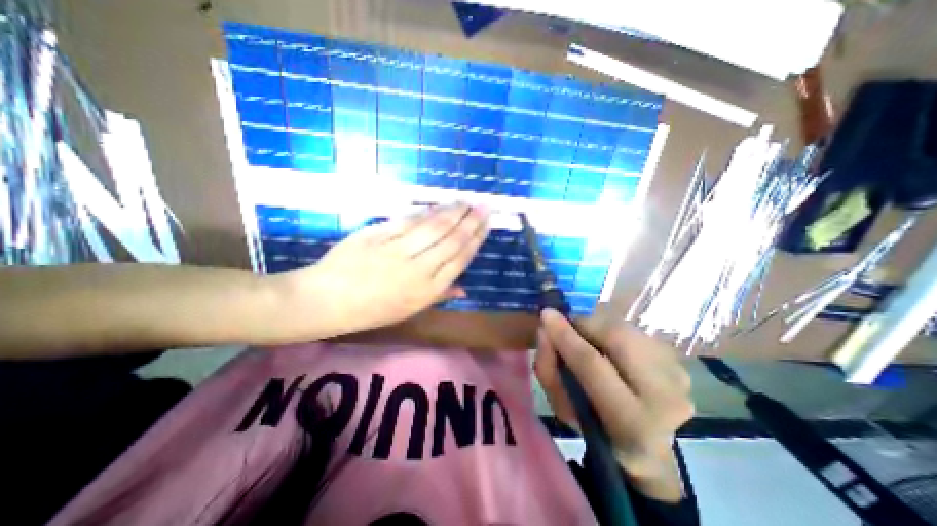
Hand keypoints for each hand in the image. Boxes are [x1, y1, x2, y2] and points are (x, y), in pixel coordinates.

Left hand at [270, 203, 489, 335]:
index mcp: (425, 291)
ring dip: (452, 212)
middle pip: (451, 240)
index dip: (475, 240)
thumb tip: (464, 288)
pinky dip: (426, 212)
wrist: (325, 301)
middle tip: (483, 206)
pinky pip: (408, 221)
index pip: (459, 260)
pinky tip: (438, 205)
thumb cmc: (370, 310)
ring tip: (465, 202)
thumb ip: (439, 296)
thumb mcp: (409, 310)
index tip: (486, 225)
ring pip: (433, 227)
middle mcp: (417, 270)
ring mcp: (396, 251)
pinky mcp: (378, 235)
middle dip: (470, 221)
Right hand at [535, 309, 694, 501]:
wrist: (646, 445)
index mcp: (631, 423)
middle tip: (565, 322)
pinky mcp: (678, 361)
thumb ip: (548, 369)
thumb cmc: (596, 428)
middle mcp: (665, 398)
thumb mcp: (563, 408)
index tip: (546, 314)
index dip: (566, 336)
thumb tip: (545, 329)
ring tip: (585, 336)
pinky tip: (607, 343)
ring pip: (626, 329)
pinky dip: (612, 329)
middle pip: (618, 338)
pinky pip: (635, 331)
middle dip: (584, 323)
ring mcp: (678, 376)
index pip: (593, 365)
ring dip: (598, 325)